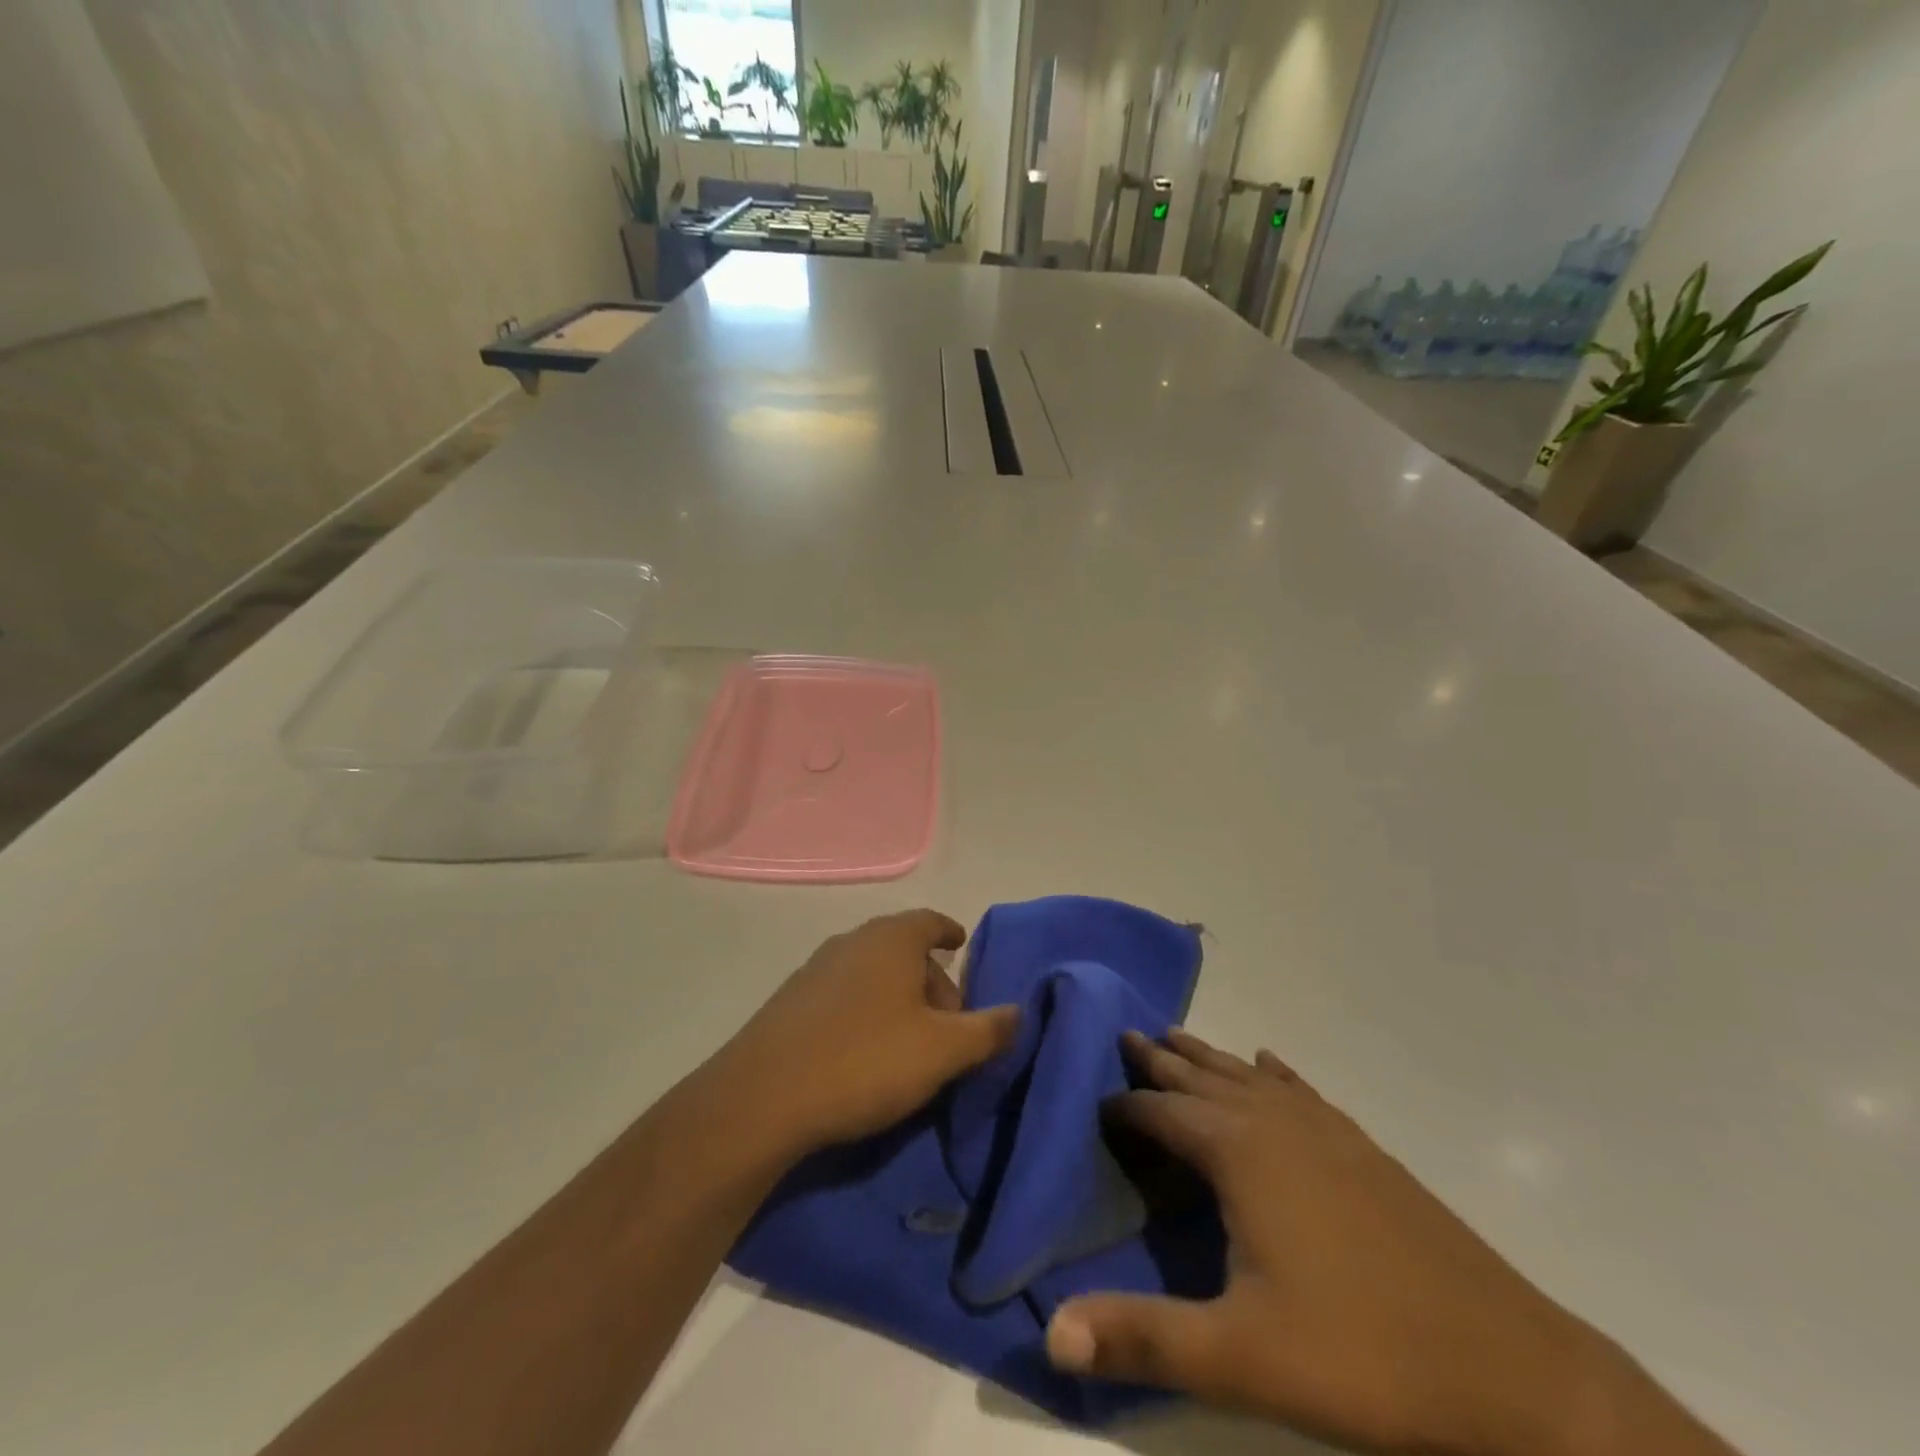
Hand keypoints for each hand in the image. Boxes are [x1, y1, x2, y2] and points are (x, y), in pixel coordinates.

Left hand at [706, 910, 1019, 1160]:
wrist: (764, 1097)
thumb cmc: (866, 1060)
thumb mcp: (942, 1051)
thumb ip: (987, 1030)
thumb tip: (1019, 1012)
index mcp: (891, 938)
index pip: (930, 921)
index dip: (949, 933)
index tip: (960, 945)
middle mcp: (852, 941)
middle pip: (902, 949)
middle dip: (930, 979)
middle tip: (949, 1022)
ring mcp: (815, 969)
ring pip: (871, 973)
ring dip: (896, 998)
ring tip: (910, 1042)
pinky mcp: (790, 1002)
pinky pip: (842, 995)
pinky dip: (864, 1011)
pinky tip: (864, 1053)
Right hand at [1044, 1031, 1720, 1455]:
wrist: (1519, 1378)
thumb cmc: (1367, 1360)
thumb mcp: (1241, 1358)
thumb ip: (1143, 1337)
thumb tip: (1052, 1332)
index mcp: (1241, 1153)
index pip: (1163, 1111)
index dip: (1126, 1106)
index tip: (1096, 1103)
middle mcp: (1277, 1123)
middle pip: (1203, 1078)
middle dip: (1161, 1060)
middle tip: (1126, 1037)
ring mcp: (1328, 1132)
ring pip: (1249, 1078)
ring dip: (1209, 1058)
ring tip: (1176, 1039)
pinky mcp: (1365, 1151)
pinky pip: (1302, 1092)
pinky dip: (1274, 1075)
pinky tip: (1270, 1065)